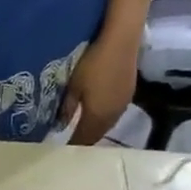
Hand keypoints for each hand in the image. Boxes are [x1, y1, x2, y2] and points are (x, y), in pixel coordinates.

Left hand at [60, 29, 139, 145]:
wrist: (122, 39)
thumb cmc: (93, 63)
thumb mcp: (73, 86)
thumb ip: (67, 109)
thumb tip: (61, 126)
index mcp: (97, 117)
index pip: (84, 140)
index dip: (73, 145)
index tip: (62, 150)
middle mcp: (113, 116)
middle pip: (97, 135)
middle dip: (85, 140)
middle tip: (71, 142)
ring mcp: (123, 104)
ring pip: (107, 125)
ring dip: (95, 130)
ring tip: (82, 130)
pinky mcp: (129, 93)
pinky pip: (114, 114)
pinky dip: (103, 119)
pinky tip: (96, 114)